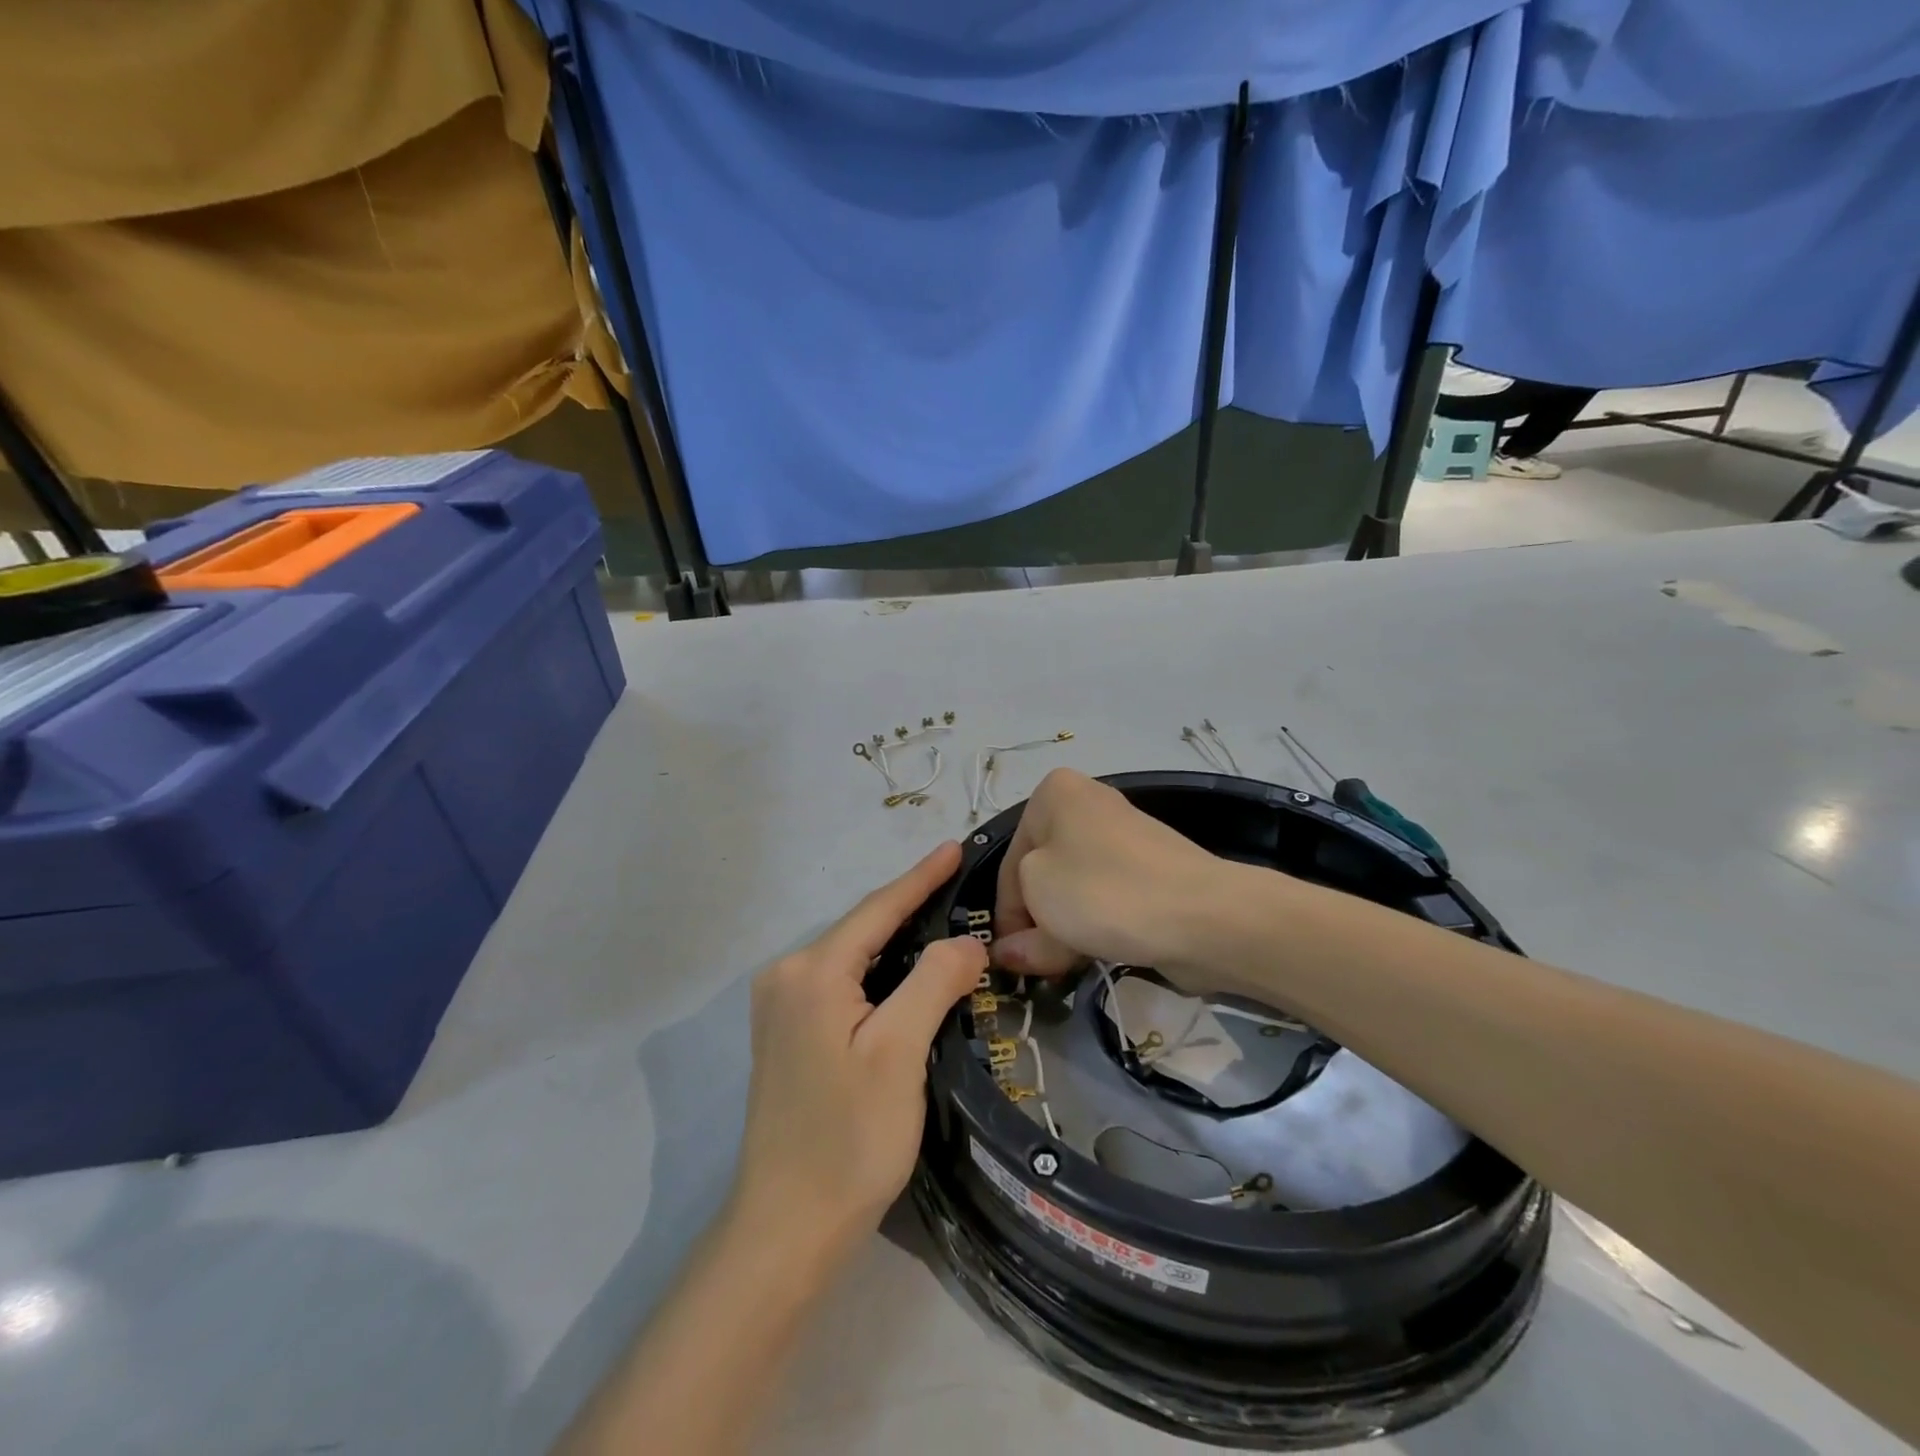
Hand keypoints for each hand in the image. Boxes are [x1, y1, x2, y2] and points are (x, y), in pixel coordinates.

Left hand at [732, 842, 986, 1264]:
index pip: (877, 909)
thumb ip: (933, 982)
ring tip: (943, 917)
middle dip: (911, 906)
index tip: (954, 846)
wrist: (786, 1228)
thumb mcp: (899, 1053)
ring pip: (853, 956)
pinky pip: (842, 982)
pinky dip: (878, 970)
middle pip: (861, 928)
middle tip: (960, 884)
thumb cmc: (848, 1139)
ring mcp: (781, 1006)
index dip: (920, 877)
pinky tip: (906, 970)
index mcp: (811, 972)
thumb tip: (966, 942)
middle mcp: (787, 977)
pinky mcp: (787, 1033)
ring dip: (896, 939)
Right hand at [993, 769, 1228, 977]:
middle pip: (1042, 874)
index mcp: (1054, 793)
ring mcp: (1123, 838)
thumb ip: (1017, 930)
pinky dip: (1095, 925)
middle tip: (1033, 965)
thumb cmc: (1103, 891)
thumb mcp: (1040, 902)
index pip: (1010, 860)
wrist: (1203, 914)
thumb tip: (1010, 952)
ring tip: (1064, 966)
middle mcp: (1087, 805)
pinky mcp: (1149, 870)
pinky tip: (1092, 953)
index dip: (1005, 913)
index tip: (1006, 956)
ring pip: (1073, 890)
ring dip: (1062, 928)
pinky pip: (1106, 897)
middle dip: (1035, 921)